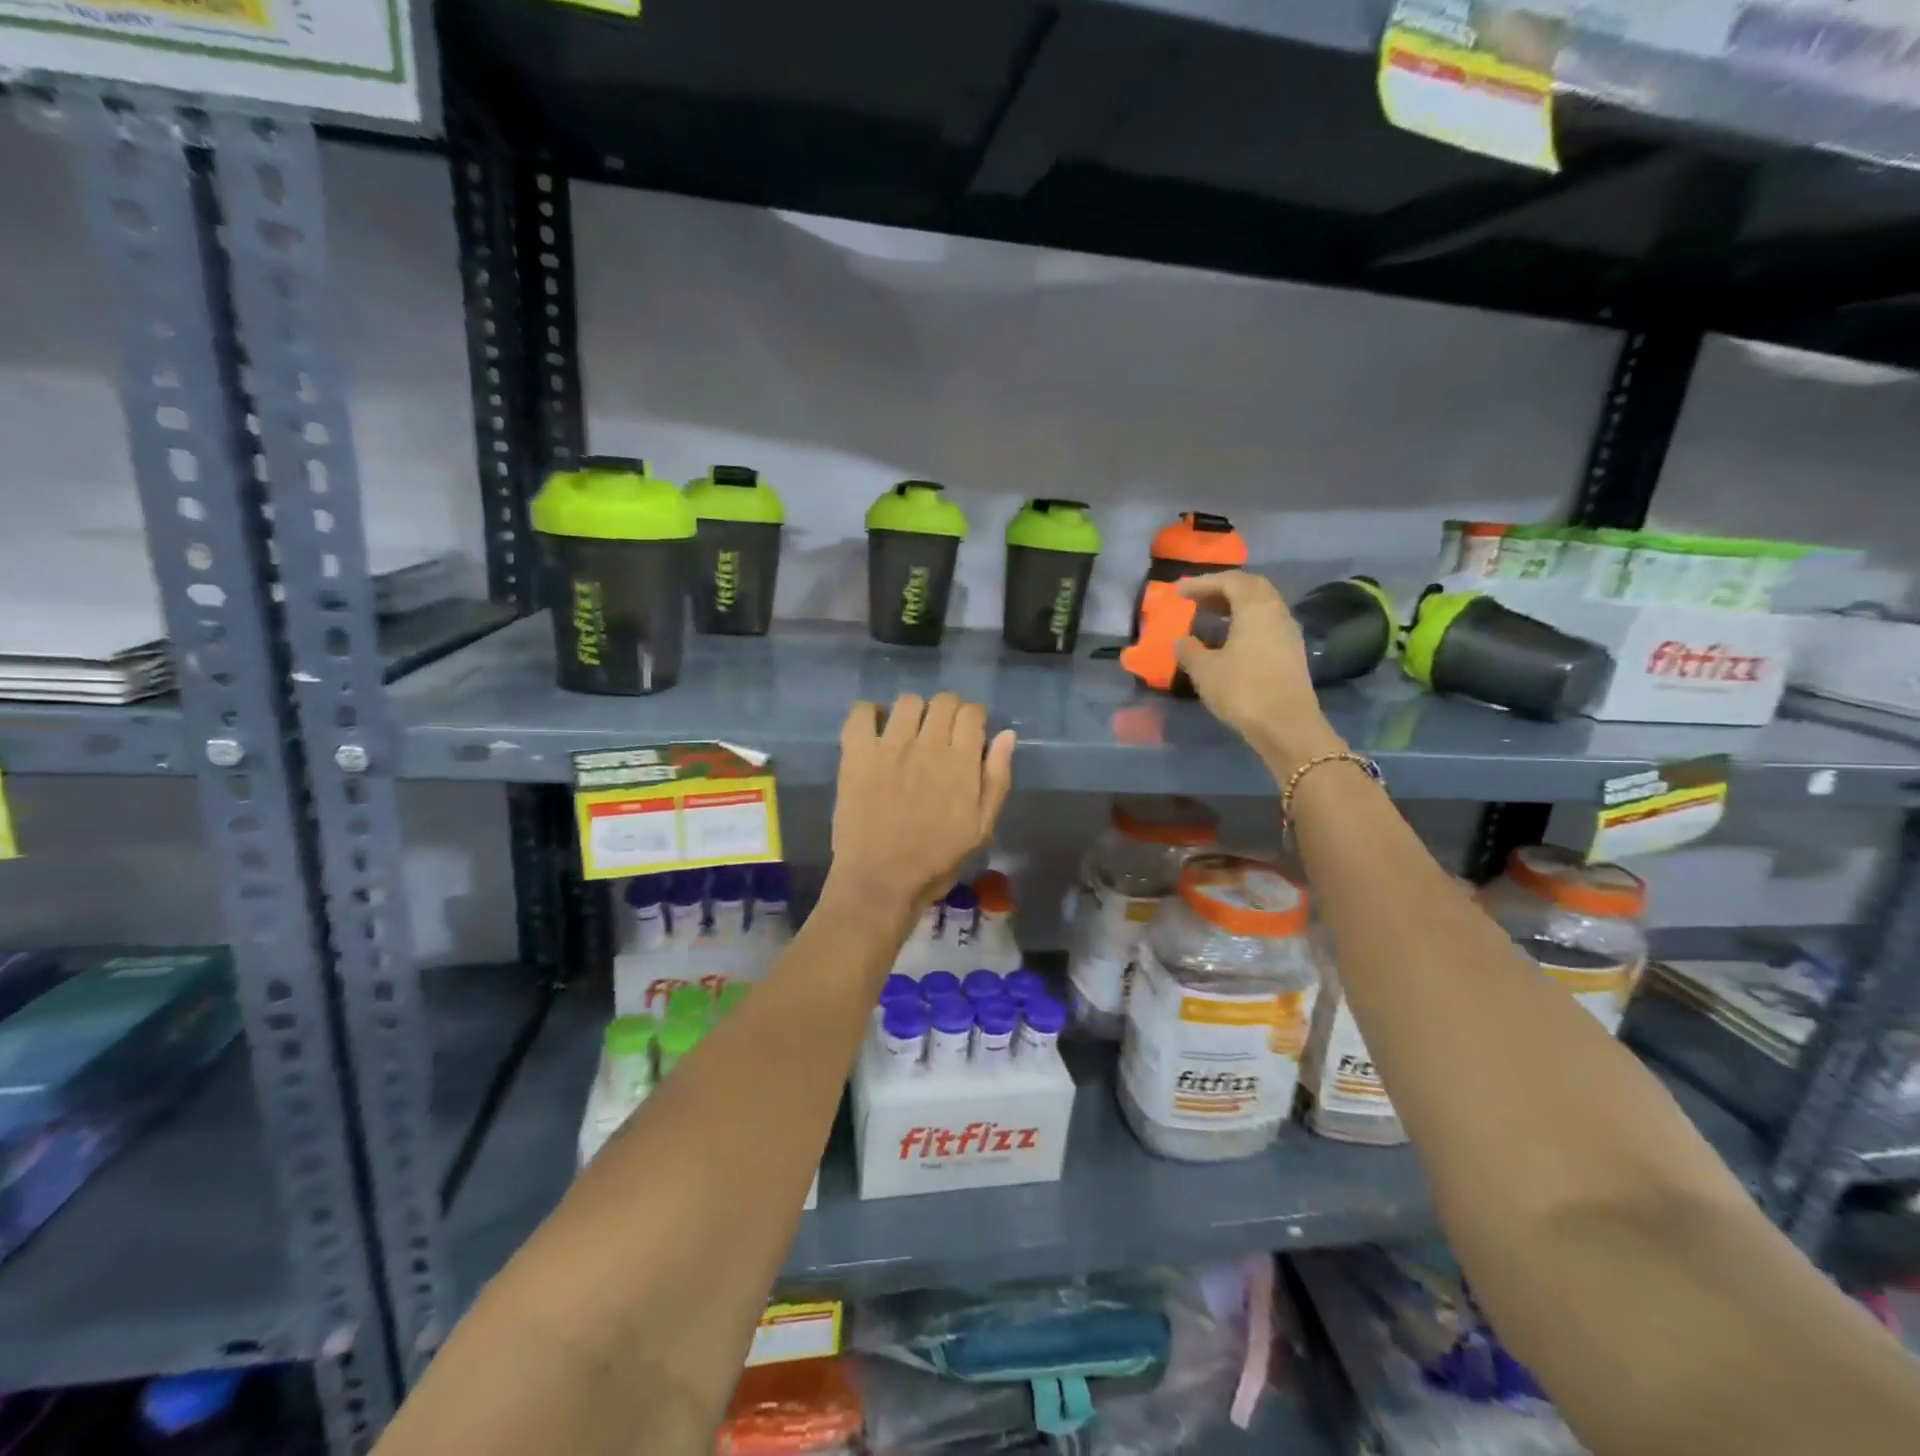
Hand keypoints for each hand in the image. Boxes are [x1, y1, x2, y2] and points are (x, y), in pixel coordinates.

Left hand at [829, 693, 1015, 912]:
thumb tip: (1006, 735)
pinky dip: (869, 713)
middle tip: (942, 734)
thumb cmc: (936, 861)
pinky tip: (875, 730)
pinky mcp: (856, 755)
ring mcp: (889, 747)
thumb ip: (996, 778)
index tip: (970, 735)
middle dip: (948, 711)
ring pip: (907, 701)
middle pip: (943, 700)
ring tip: (909, 733)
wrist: (880, 882)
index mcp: (960, 763)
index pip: (972, 712)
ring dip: (914, 712)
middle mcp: (927, 746)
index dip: (974, 718)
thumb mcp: (981, 828)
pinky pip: (860, 713)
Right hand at [1174, 571, 1344, 775]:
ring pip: (1261, 606)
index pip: (1230, 581)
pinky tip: (1229, 639)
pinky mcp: (1292, 652)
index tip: (1180, 592)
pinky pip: (1266, 624)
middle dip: (1222, 589)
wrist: (1286, 726)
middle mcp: (1276, 612)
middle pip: (1251, 587)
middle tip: (1197, 599)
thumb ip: (1189, 650)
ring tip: (1210, 617)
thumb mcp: (1205, 670)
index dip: (1203, 583)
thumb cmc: (1243, 690)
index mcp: (1256, 607)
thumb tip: (1180, 640)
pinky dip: (1245, 622)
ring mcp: (1288, 632)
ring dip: (1235, 606)